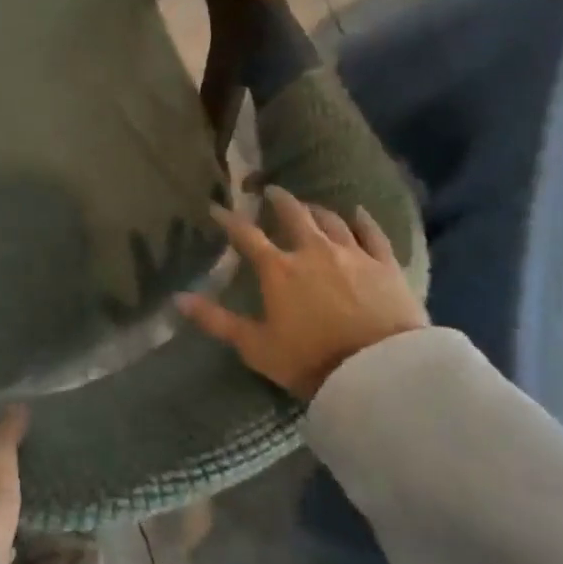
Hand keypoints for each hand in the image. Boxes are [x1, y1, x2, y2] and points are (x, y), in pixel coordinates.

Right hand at [177, 189, 427, 399]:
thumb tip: (178, 298)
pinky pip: (373, 234)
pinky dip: (363, 220)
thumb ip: (216, 320)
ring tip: (308, 205)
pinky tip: (358, 212)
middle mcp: (313, 251)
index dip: (228, 220)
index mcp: (278, 269)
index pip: (246, 236)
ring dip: (316, 209)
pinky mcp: (385, 265)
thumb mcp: (255, 345)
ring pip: (331, 220)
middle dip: (279, 201)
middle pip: (294, 216)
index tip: (216, 208)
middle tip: (271, 192)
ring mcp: (352, 255)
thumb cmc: (309, 359)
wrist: (378, 371)